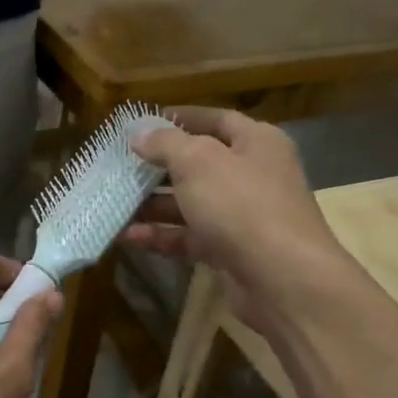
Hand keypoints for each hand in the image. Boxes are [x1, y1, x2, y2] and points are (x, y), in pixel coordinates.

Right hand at [125, 106, 341, 322]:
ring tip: (114, 204)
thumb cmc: (242, 205)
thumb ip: (165, 143)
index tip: (141, 124)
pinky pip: (190, 237)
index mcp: (256, 142)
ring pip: (190, 204)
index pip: (215, 119)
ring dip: (153, 205)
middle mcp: (252, 175)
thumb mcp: (197, 162)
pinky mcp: (231, 251)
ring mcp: (242, 216)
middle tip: (119, 167)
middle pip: (198, 164)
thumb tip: (138, 132)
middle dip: (157, 167)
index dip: (179, 118)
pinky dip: (162, 236)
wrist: (283, 279)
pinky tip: (129, 237)